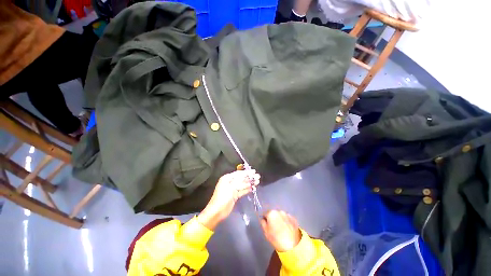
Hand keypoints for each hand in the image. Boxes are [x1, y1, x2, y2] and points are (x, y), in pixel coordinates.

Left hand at [198, 170, 259, 229]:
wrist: (217, 211)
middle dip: (249, 177)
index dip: (246, 172)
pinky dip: (247, 189)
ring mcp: (233, 189)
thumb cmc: (223, 197)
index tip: (254, 171)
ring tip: (258, 181)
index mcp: (227, 178)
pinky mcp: (235, 196)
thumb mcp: (231, 187)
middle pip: (241, 179)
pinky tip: (253, 188)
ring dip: (250, 183)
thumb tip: (247, 177)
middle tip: (258, 176)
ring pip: (243, 185)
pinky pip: (242, 191)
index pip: (238, 173)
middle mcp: (230, 182)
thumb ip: (239, 182)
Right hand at [260, 210, 301, 251]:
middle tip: (274, 228)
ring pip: (281, 216)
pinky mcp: (294, 219)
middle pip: (274, 214)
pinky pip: (288, 219)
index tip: (267, 225)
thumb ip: (263, 223)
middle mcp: (279, 211)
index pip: (265, 214)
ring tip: (282, 230)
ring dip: (280, 220)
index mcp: (271, 213)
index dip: (265, 220)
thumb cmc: (276, 239)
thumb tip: (263, 219)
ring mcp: (287, 214)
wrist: (292, 245)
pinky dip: (287, 222)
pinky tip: (287, 230)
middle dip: (273, 219)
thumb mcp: (265, 232)